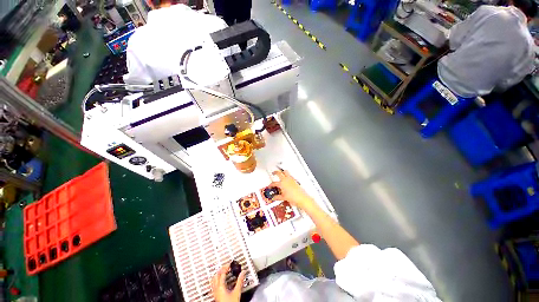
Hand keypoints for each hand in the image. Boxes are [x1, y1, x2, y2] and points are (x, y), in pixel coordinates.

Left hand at [211, 263, 246, 301]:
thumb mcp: (237, 292)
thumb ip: (240, 281)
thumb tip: (243, 273)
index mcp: (220, 286)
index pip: (221, 273)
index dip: (226, 267)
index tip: (230, 264)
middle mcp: (216, 289)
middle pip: (216, 276)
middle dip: (220, 269)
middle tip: (226, 266)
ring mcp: (215, 292)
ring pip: (213, 280)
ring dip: (218, 274)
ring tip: (223, 272)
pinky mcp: (216, 296)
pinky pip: (214, 285)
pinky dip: (217, 280)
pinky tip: (221, 281)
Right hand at [270, 169, 315, 210]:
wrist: (301, 198)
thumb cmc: (293, 197)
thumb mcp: (283, 198)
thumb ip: (277, 197)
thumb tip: (274, 197)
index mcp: (282, 184)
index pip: (274, 183)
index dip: (271, 185)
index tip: (270, 186)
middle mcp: (286, 180)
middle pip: (279, 173)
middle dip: (275, 172)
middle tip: (273, 173)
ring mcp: (291, 179)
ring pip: (285, 172)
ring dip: (282, 171)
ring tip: (280, 172)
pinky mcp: (295, 180)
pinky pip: (290, 175)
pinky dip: (287, 175)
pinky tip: (287, 177)